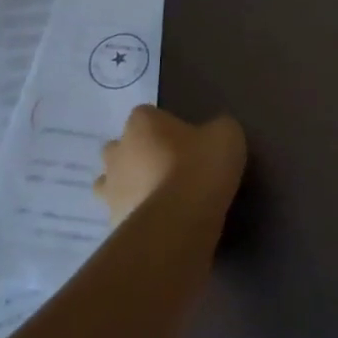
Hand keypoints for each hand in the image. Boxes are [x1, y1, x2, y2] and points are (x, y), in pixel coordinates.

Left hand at [94, 106, 246, 223]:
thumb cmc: (200, 167)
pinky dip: (136, 214)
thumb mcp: (226, 135)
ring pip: (113, 182)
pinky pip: (123, 212)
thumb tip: (213, 133)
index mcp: (142, 124)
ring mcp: (110, 188)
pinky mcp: (112, 220)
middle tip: (171, 167)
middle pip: (121, 147)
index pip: (147, 115)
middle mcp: (117, 151)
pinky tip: (161, 222)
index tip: (187, 139)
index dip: (166, 126)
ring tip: (161, 197)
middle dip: (139, 155)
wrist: (179, 221)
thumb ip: (217, 128)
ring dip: (131, 186)